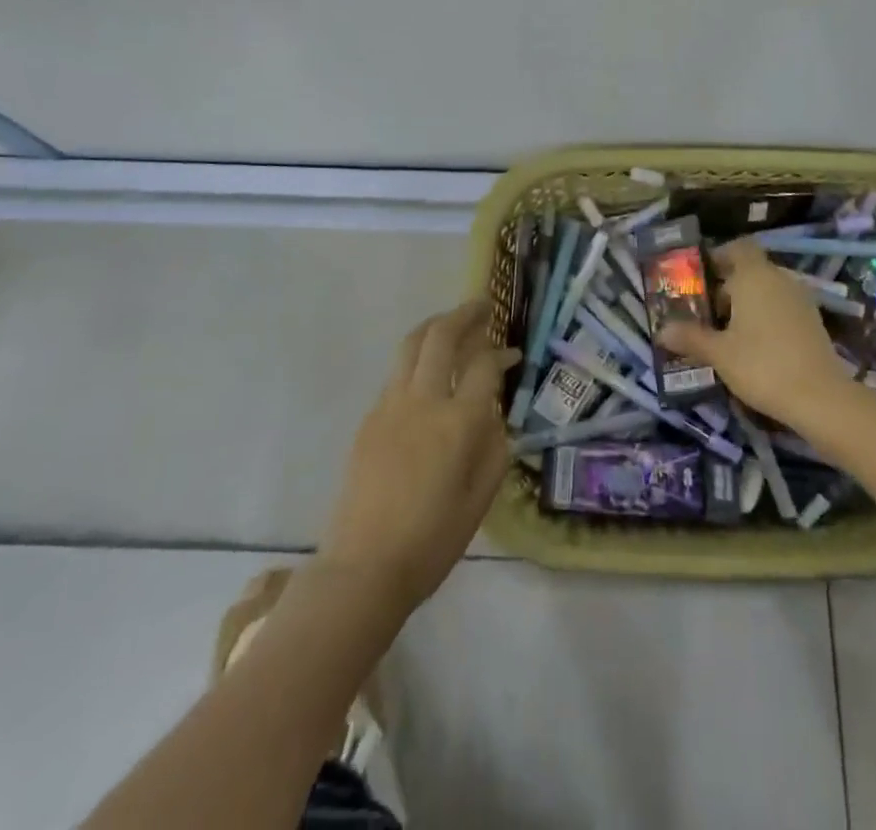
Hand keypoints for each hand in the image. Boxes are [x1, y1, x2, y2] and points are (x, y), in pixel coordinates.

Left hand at [318, 300, 517, 612]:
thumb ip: (494, 448)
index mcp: (457, 423)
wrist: (363, 568)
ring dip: (435, 327)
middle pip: (441, 337)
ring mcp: (390, 406)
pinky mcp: (369, 418)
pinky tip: (426, 374)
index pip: (482, 365)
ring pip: (411, 345)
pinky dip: (416, 359)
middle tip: (482, 307)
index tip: (512, 353)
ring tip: (451, 323)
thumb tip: (494, 417)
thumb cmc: (432, 541)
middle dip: (464, 315)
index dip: (500, 353)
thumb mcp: (481, 498)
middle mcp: (423, 401)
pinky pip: (396, 374)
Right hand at [657, 238, 855, 428]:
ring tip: (725, 332)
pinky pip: (782, 308)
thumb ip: (690, 337)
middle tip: (704, 311)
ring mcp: (800, 300)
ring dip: (747, 304)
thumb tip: (661, 331)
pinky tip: (753, 345)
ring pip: (767, 290)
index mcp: (755, 276)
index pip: (738, 247)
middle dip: (727, 287)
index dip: (719, 256)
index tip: (700, 276)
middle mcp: (780, 279)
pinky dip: (766, 317)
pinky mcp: (813, 322)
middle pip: (750, 270)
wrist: (820, 398)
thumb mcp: (719, 353)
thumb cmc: (762, 365)